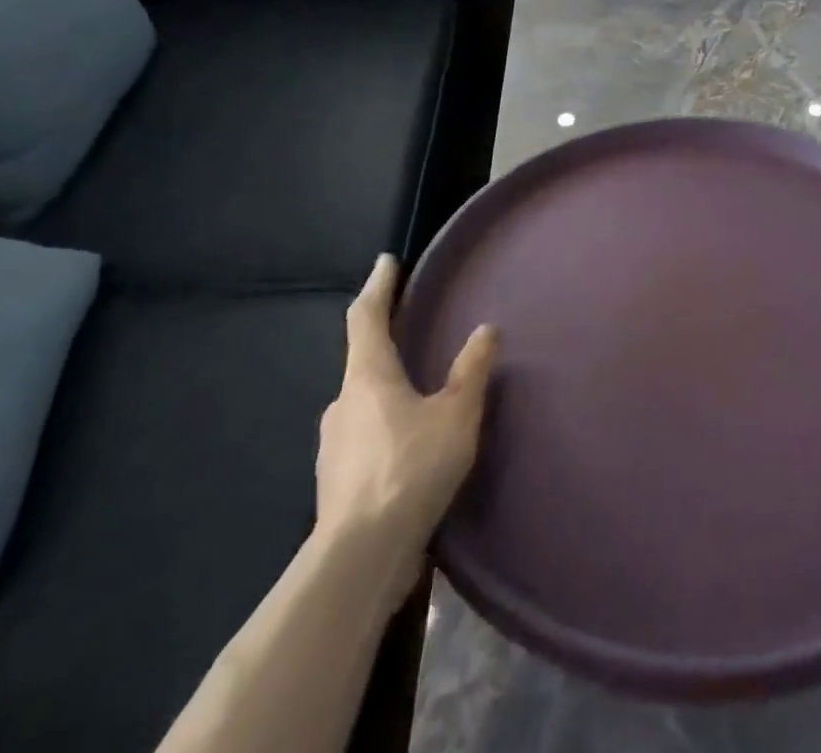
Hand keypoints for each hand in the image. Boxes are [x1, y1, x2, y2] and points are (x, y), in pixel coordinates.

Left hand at [315, 254, 497, 605]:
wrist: (360, 558)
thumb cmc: (410, 469)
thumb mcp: (456, 414)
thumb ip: (472, 369)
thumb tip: (487, 329)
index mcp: (368, 376)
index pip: (366, 317)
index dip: (378, 287)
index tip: (386, 262)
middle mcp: (343, 403)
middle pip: (362, 362)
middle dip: (386, 346)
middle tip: (412, 336)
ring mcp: (333, 446)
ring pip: (362, 404)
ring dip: (387, 394)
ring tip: (420, 399)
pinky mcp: (336, 483)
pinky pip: (364, 439)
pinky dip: (385, 431)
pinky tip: (409, 450)